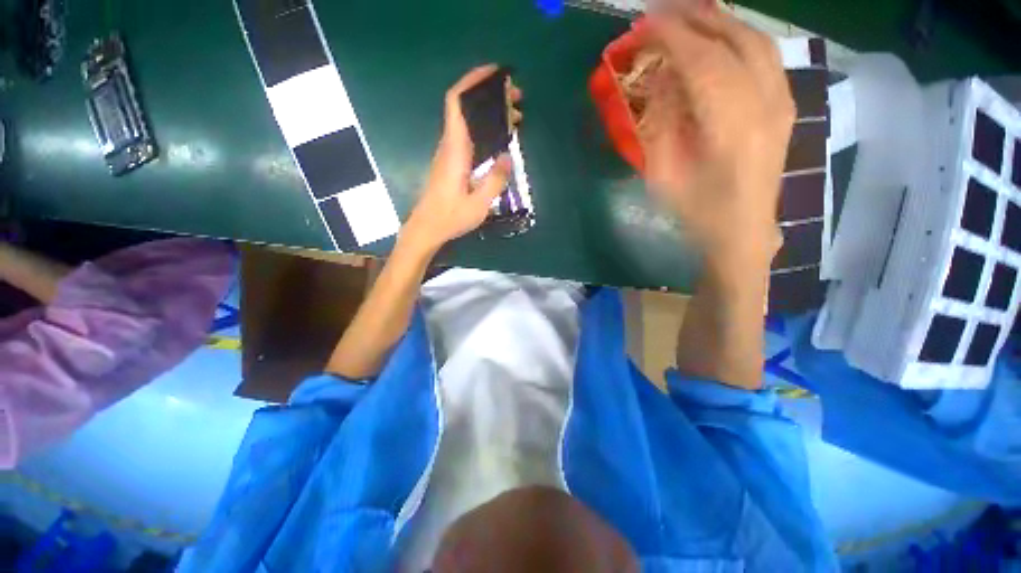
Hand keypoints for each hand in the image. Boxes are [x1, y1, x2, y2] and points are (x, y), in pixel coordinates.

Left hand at [403, 65, 520, 254]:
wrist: (427, 228)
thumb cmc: (450, 217)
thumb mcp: (479, 204)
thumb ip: (494, 180)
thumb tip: (507, 157)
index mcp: (455, 150)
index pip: (456, 102)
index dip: (472, 81)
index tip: (495, 74)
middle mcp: (450, 146)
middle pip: (465, 107)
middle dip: (489, 95)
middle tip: (516, 99)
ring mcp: (449, 154)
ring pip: (467, 121)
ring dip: (489, 113)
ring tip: (514, 117)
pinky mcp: (451, 163)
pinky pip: (468, 136)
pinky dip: (484, 128)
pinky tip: (499, 138)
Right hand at [641, 4, 793, 280]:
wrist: (742, 232)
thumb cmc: (697, 212)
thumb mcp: (664, 176)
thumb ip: (662, 125)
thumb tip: (660, 82)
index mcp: (731, 126)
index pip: (702, 61)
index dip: (672, 35)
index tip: (644, 22)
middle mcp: (766, 103)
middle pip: (735, 40)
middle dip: (696, 18)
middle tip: (662, 9)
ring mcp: (782, 102)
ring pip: (756, 41)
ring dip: (720, 21)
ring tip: (688, 15)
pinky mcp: (785, 106)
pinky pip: (766, 57)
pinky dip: (739, 38)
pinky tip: (720, 38)